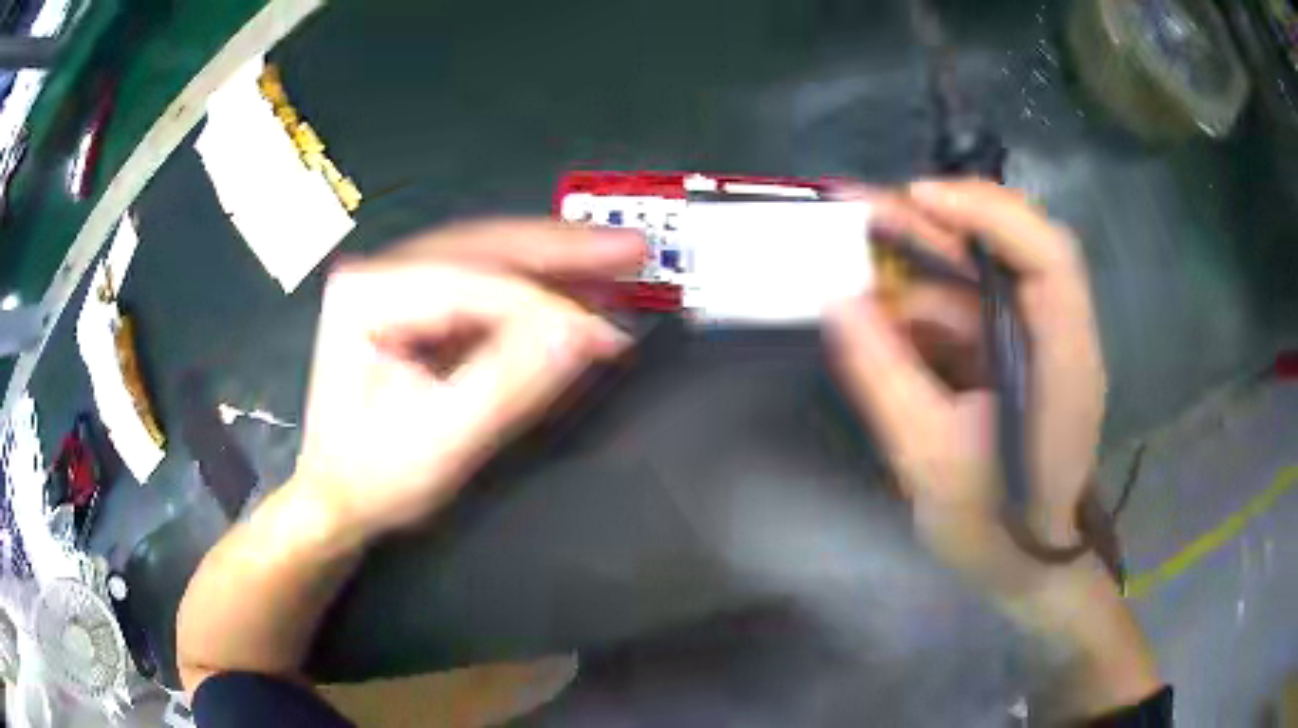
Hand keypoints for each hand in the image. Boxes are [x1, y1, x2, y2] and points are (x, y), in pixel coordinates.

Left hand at [291, 220, 644, 537]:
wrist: (342, 494)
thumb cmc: (376, 478)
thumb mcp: (443, 442)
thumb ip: (511, 384)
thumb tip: (582, 334)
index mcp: (367, 297)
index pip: (473, 285)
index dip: (547, 307)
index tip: (606, 333)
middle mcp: (379, 272)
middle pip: (486, 246)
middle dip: (564, 250)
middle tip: (629, 249)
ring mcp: (397, 281)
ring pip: (492, 254)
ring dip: (557, 261)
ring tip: (615, 261)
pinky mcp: (417, 300)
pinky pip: (488, 280)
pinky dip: (538, 285)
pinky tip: (576, 286)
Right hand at [827, 179, 1106, 595]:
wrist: (1025, 568)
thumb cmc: (994, 529)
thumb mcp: (929, 460)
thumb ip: (883, 376)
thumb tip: (835, 302)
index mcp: (1064, 360)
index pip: (1048, 255)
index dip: (987, 212)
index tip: (917, 198)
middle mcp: (1060, 336)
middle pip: (1010, 246)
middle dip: (935, 224)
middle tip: (858, 211)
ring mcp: (1039, 344)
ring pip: (981, 277)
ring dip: (919, 266)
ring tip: (850, 263)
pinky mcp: (1017, 358)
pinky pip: (969, 311)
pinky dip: (923, 307)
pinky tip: (878, 316)